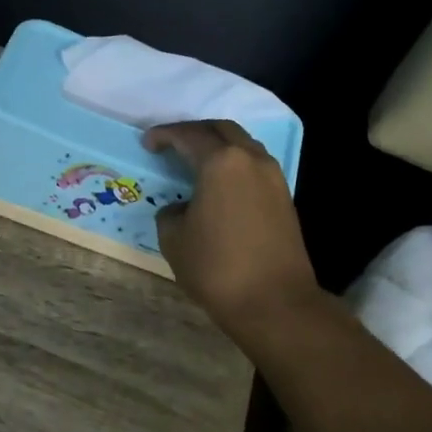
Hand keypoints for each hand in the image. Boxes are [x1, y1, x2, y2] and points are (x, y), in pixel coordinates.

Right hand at [143, 120, 319, 341]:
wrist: (273, 301)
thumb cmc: (216, 267)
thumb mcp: (174, 239)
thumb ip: (171, 214)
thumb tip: (181, 209)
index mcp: (221, 163)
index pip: (189, 136)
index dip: (164, 135)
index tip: (147, 143)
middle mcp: (251, 160)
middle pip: (221, 130)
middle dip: (194, 133)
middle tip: (171, 145)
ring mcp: (273, 177)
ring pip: (242, 146)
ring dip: (217, 147)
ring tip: (195, 163)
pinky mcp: (284, 198)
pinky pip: (254, 167)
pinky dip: (233, 166)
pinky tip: (218, 185)